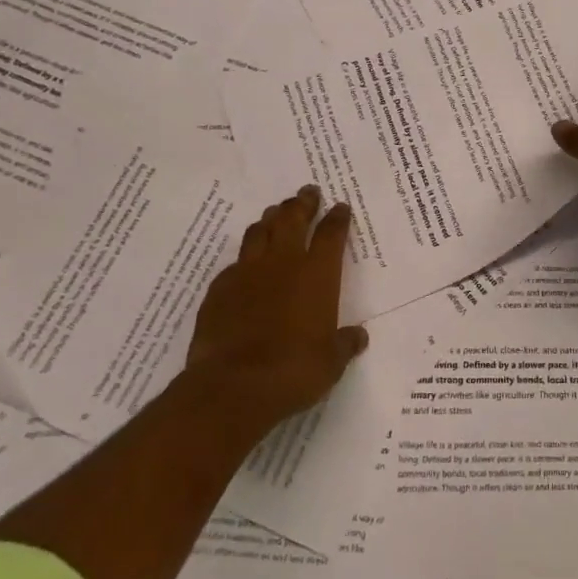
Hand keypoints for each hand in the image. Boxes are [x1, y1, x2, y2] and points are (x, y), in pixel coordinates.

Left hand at [183, 185, 367, 440]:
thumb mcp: (330, 362)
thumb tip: (358, 337)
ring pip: (258, 232)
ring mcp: (247, 273)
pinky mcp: (219, 290)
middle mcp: (283, 263)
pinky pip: (234, 263)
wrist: (234, 386)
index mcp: (317, 274)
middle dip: (302, 203)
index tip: (340, 207)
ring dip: (270, 220)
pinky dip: (244, 258)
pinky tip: (245, 264)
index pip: (331, 233)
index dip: (337, 218)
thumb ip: (344, 344)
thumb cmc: (294, 370)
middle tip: (307, 192)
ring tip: (275, 213)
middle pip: (292, 219)